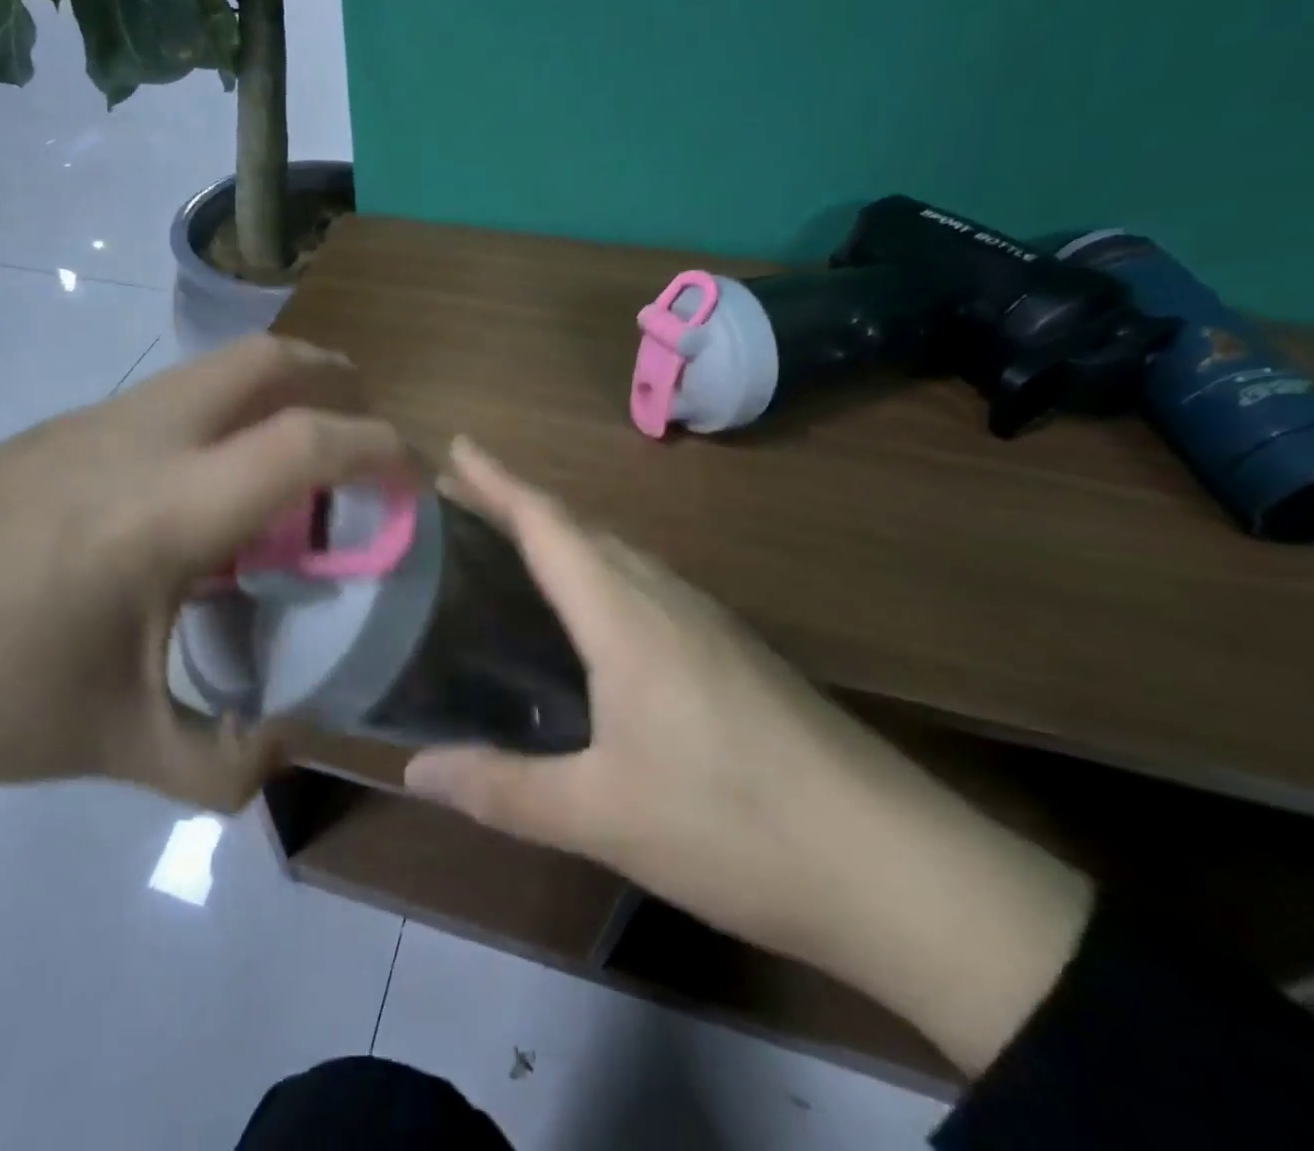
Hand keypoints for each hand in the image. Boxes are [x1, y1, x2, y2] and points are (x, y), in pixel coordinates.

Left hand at [0, 335, 409, 847]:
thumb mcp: (117, 745)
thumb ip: (222, 762)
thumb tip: (287, 752)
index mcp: (167, 509)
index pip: (307, 443)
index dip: (381, 450)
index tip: (415, 479)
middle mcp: (140, 438)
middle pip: (265, 359)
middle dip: (335, 378)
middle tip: (363, 432)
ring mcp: (91, 421)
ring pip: (213, 368)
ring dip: (273, 393)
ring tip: (290, 467)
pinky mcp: (56, 429)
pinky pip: (168, 398)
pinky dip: (219, 418)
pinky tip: (199, 494)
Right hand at [405, 439, 1091, 1076]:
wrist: (900, 868)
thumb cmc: (736, 826)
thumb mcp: (603, 816)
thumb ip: (502, 789)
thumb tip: (414, 771)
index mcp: (626, 617)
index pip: (548, 526)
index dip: (497, 481)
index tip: (457, 444)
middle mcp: (665, 599)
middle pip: (581, 527)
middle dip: (518, 502)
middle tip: (463, 495)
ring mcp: (708, 622)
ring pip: (618, 553)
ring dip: (562, 535)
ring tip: (513, 543)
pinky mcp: (733, 651)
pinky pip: (646, 584)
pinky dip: (598, 572)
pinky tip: (592, 613)